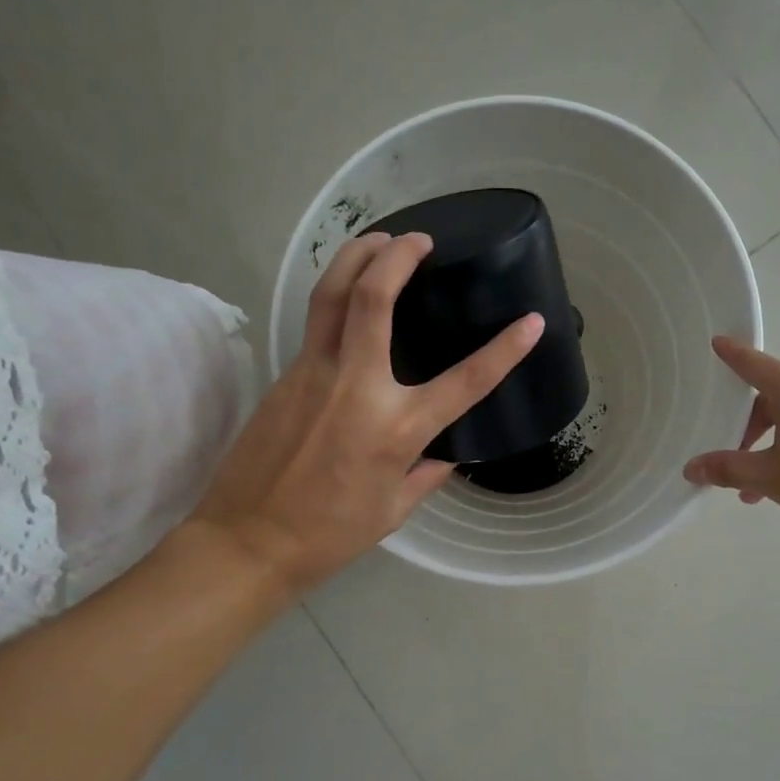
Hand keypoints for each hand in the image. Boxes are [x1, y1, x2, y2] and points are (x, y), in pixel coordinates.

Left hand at [190, 232, 543, 594]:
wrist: (247, 542)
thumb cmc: (329, 536)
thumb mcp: (392, 511)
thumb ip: (425, 476)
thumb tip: (444, 455)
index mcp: (396, 429)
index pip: (464, 381)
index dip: (505, 350)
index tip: (532, 322)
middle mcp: (357, 388)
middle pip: (374, 299)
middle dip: (399, 255)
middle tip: (419, 239)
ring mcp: (313, 375)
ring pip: (332, 295)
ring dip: (356, 255)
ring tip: (378, 239)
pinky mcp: (284, 376)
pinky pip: (315, 323)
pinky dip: (336, 295)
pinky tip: (349, 296)